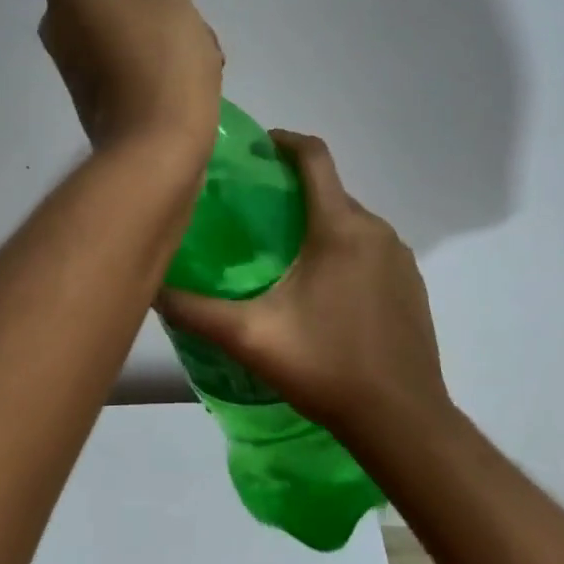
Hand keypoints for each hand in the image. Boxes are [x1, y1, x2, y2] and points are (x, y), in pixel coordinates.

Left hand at [29, 0, 222, 158]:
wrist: (153, 151)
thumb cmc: (162, 60)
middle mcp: (57, 20)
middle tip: (182, 3)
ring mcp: (72, 57)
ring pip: (116, 14)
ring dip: (159, 17)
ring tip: (203, 44)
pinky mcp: (91, 86)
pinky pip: (119, 47)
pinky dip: (152, 46)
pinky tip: (195, 68)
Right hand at [154, 131, 450, 432]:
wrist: (402, 421)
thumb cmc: (326, 366)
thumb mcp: (249, 337)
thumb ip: (195, 310)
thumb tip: (151, 287)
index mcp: (340, 228)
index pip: (315, 157)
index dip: (284, 142)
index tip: (257, 148)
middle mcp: (376, 231)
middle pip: (330, 191)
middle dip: (294, 191)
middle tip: (253, 214)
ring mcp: (400, 258)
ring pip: (351, 222)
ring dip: (318, 224)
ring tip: (282, 253)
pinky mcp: (412, 285)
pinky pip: (371, 249)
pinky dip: (344, 251)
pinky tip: (322, 290)